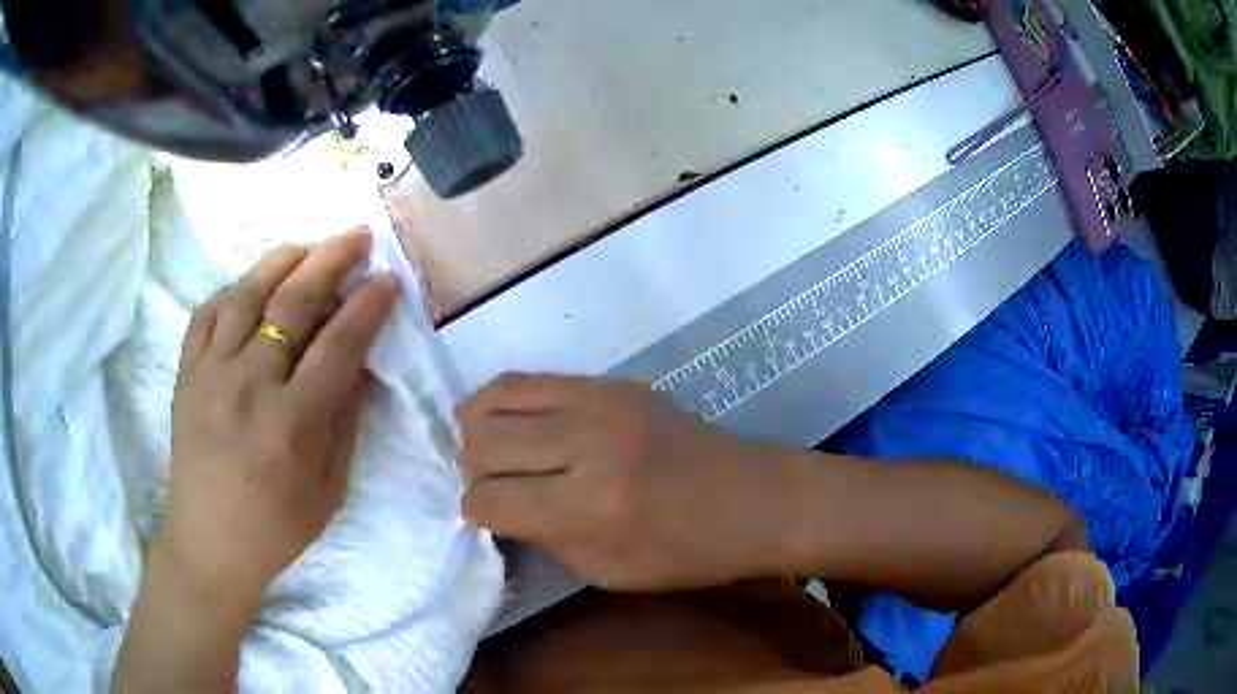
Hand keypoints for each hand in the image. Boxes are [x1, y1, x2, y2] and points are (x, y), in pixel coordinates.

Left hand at [154, 230, 399, 611]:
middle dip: (331, 261)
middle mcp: (248, 386)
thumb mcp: (328, 490)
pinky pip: (207, 313)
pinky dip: (233, 289)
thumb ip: (344, 422)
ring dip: (283, 261)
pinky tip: (252, 284)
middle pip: (293, 303)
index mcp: (291, 423)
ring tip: (308, 246)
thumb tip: (357, 364)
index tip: (389, 278)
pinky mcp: (186, 374)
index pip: (338, 345)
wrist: (207, 543)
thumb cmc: (275, 528)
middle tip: (357, 237)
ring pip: (247, 294)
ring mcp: (210, 374)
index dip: (368, 306)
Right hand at [459, 374, 797, 591]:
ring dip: (478, 426)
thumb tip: (494, 505)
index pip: (489, 499)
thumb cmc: (685, 553)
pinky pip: (534, 380)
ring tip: (484, 446)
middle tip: (487, 483)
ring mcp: (602, 402)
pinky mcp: (614, 383)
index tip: (483, 516)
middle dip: (470, 468)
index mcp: (588, 507)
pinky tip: (510, 420)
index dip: (475, 512)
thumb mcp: (605, 570)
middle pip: (483, 441)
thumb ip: (541, 535)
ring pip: (497, 396)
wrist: (752, 500)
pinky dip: (507, 401)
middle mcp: (588, 444)